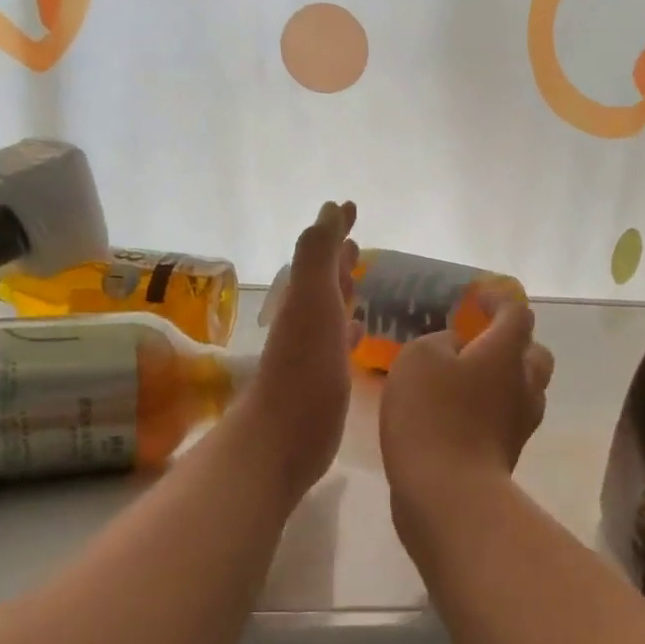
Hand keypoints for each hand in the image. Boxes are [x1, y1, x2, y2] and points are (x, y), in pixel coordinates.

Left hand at [244, 201, 358, 496]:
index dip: (334, 229)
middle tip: (357, 243)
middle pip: (323, 280)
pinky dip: (348, 332)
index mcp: (303, 297)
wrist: (284, 436)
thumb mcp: (311, 301)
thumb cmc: (303, 366)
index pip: (320, 252)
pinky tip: (359, 333)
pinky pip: (338, 345)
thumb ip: (318, 255)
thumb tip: (328, 208)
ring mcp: (313, 351)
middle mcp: (305, 319)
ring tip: (361, 281)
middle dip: (339, 260)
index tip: (350, 207)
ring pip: (330, 311)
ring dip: (343, 293)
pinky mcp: (323, 381)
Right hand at [380, 299, 553, 537]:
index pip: (517, 313)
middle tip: (480, 342)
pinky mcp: (509, 452)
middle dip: (513, 342)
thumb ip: (440, 341)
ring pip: (527, 388)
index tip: (477, 298)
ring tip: (470, 378)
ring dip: (506, 378)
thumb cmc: (432, 414)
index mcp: (506, 352)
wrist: (447, 491)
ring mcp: (521, 421)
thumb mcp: (418, 359)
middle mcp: (524, 383)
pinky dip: (492, 408)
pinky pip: (508, 417)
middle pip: (535, 353)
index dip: (499, 299)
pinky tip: (461, 411)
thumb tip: (456, 347)